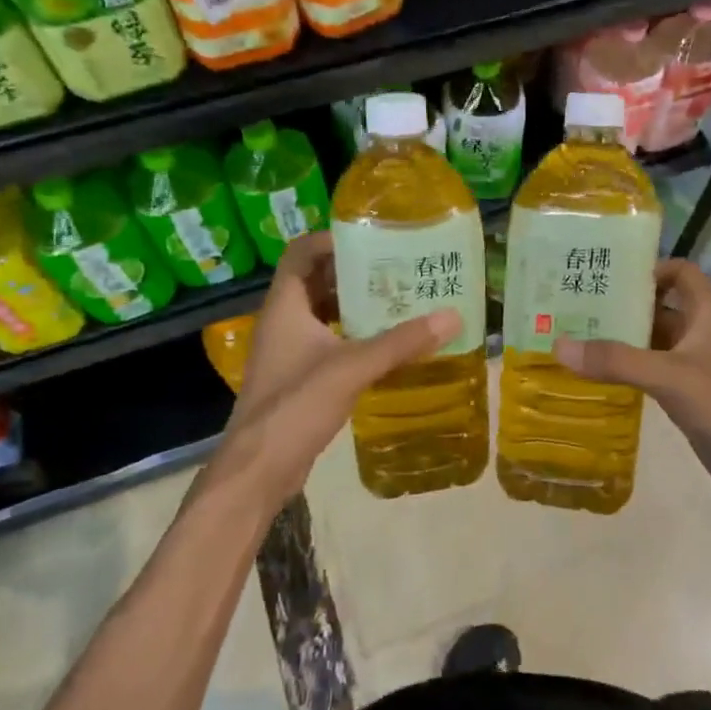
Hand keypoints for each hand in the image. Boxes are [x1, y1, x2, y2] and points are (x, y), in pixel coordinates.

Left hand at [212, 233, 459, 513]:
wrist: (258, 470)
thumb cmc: (296, 406)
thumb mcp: (352, 368)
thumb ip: (401, 343)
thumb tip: (452, 317)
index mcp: (286, 306)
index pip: (302, 252)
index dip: (333, 239)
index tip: (373, 239)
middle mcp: (284, 321)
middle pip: (317, 280)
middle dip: (355, 272)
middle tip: (398, 268)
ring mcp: (289, 351)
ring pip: (324, 313)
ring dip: (356, 305)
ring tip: (399, 300)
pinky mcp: (298, 377)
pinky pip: (329, 342)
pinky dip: (354, 336)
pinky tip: (386, 345)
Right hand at [554, 260, 710, 511]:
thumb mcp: (669, 377)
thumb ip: (616, 360)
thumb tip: (559, 344)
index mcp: (708, 315)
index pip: (682, 273)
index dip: (651, 268)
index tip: (610, 276)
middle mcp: (704, 334)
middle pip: (661, 307)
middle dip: (623, 306)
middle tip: (576, 307)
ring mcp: (698, 367)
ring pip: (655, 341)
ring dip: (623, 339)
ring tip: (577, 338)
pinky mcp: (692, 396)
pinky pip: (655, 371)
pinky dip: (630, 368)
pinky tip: (599, 376)